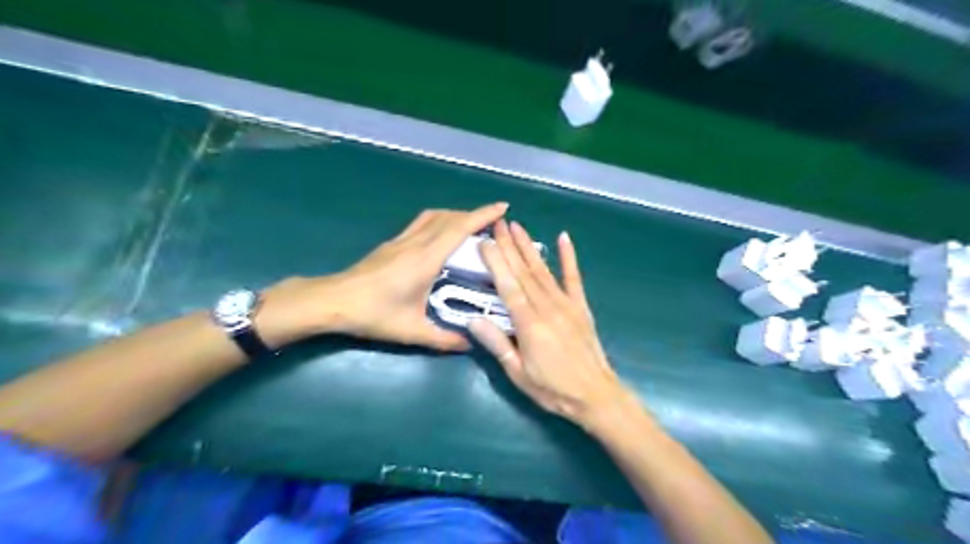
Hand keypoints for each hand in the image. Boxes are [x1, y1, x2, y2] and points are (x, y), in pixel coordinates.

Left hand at [262, 201, 509, 347]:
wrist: (333, 301)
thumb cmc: (374, 314)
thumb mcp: (412, 332)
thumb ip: (444, 339)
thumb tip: (469, 342)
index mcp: (426, 259)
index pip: (459, 228)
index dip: (482, 215)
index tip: (502, 207)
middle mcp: (416, 243)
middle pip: (450, 218)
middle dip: (474, 214)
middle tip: (494, 221)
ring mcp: (401, 240)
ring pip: (434, 216)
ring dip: (456, 215)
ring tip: (471, 225)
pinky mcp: (391, 244)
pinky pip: (422, 223)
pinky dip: (440, 220)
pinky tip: (441, 235)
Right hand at [469, 222, 632, 431]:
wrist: (596, 395)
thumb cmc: (553, 389)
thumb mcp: (518, 373)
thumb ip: (497, 344)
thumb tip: (472, 320)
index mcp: (529, 324)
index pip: (507, 286)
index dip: (495, 262)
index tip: (485, 241)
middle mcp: (547, 307)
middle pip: (523, 272)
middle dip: (509, 245)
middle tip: (497, 223)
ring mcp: (566, 304)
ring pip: (543, 270)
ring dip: (529, 247)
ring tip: (517, 226)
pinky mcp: (581, 307)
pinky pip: (574, 278)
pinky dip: (569, 257)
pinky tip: (563, 238)